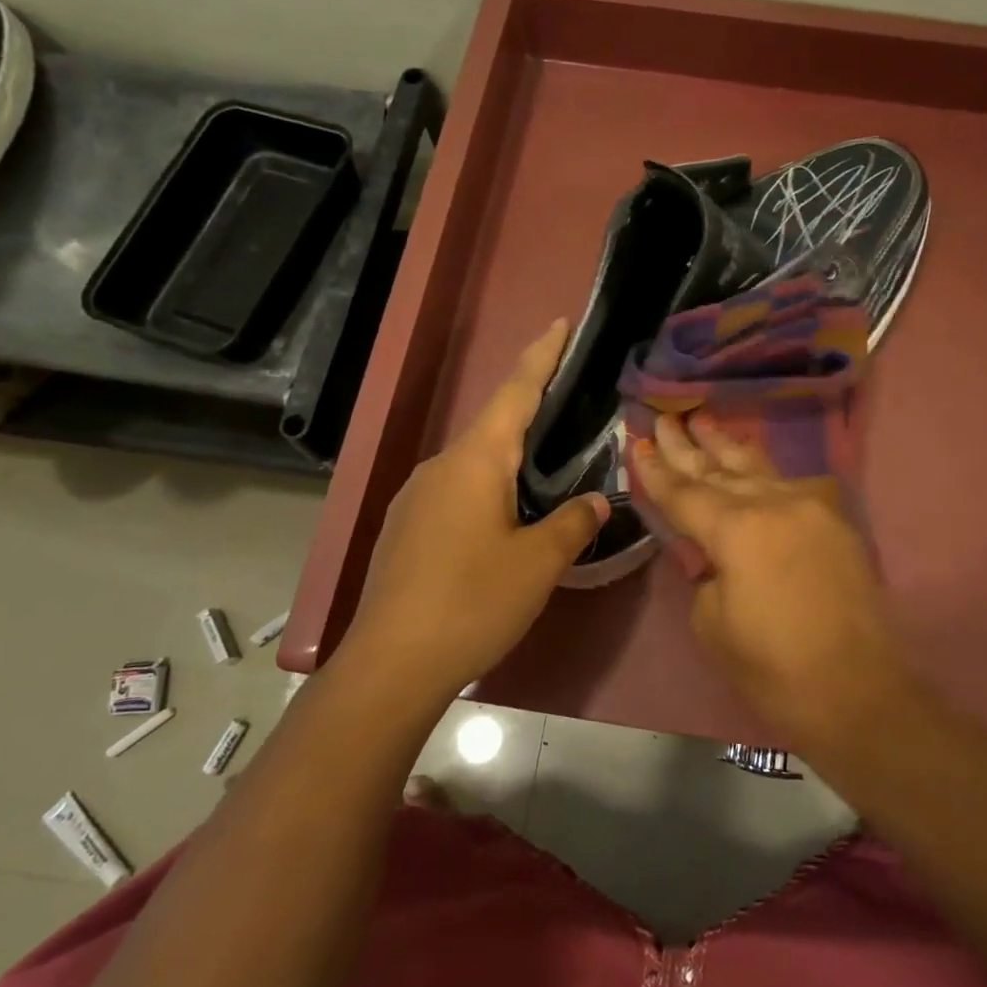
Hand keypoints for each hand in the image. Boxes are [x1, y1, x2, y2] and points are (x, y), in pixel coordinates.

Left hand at [344, 319, 608, 700]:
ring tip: (544, 477)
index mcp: (475, 460)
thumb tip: (596, 501)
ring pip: (474, 463)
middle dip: (531, 413)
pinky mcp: (405, 528)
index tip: (559, 322)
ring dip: (509, 461)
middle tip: (570, 410)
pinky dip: (487, 491)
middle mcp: (440, 466)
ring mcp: (415, 496)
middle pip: (494, 425)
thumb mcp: (539, 563)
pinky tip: (503, 523)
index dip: (541, 355)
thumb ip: (573, 523)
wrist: (390, 664)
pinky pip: (456, 492)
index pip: (515, 391)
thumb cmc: (472, 601)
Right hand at [630, 413, 906, 747]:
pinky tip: (748, 460)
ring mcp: (811, 507)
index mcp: (738, 529)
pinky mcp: (835, 521)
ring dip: (726, 446)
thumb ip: (706, 570)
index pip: (684, 492)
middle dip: (687, 445)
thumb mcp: (713, 622)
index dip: (656, 470)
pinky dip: (762, 472)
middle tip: (663, 418)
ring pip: (757, 468)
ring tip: (702, 420)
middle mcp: (775, 503)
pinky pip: (789, 485)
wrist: (856, 692)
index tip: (636, 442)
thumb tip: (714, 551)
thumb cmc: (773, 669)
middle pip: (719, 469)